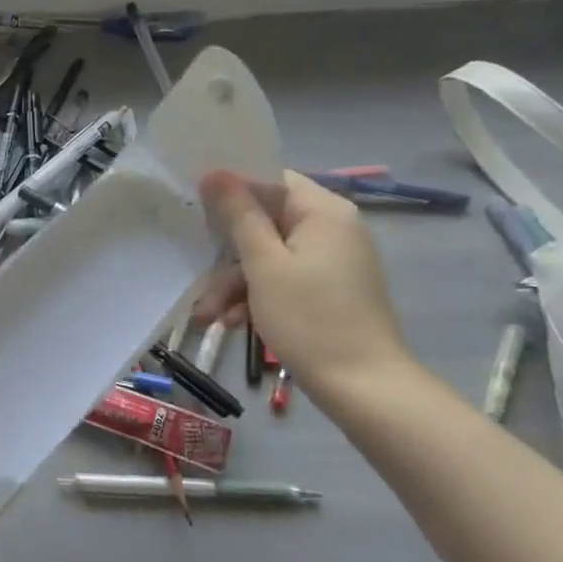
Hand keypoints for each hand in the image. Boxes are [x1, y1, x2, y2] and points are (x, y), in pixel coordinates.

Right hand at [194, 170, 417, 405]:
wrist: (365, 389)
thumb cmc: (311, 319)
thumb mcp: (264, 265)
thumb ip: (239, 216)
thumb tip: (215, 172)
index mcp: (323, 211)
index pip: (271, 179)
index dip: (232, 190)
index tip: (197, 209)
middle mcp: (331, 228)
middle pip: (265, 221)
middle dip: (227, 254)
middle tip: (198, 277)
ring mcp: (331, 261)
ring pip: (269, 256)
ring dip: (235, 283)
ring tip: (207, 316)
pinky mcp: (328, 289)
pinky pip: (284, 278)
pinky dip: (258, 296)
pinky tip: (233, 322)